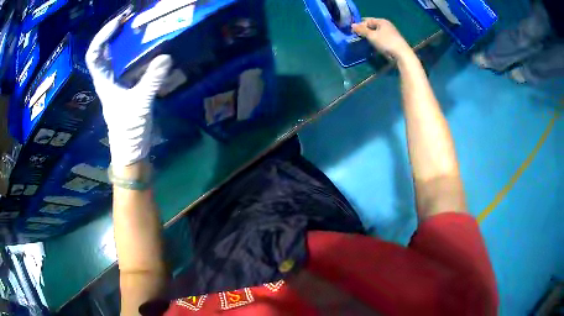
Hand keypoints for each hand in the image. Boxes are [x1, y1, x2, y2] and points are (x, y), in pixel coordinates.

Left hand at [86, 12, 171, 166]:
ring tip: (137, 26)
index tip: (117, 22)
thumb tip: (166, 57)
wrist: (131, 149)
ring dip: (123, 40)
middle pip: (103, 51)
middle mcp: (107, 79)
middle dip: (113, 33)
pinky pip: (127, 63)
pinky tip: (146, 46)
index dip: (102, 37)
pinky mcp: (127, 86)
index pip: (94, 55)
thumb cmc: (129, 130)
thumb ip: (151, 81)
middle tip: (129, 18)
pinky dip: (134, 52)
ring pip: (114, 56)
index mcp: (104, 82)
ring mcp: (117, 82)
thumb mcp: (140, 105)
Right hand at [352, 18, 413, 61]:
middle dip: (365, 32)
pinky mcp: (392, 42)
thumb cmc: (386, 42)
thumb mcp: (371, 35)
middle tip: (358, 38)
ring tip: (364, 43)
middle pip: (372, 27)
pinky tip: (373, 47)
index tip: (354, 32)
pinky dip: (376, 42)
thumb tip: (352, 25)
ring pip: (376, 34)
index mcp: (382, 21)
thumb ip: (361, 30)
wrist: (402, 55)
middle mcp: (386, 25)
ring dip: (370, 38)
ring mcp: (390, 34)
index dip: (360, 25)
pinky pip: (381, 40)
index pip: (367, 20)